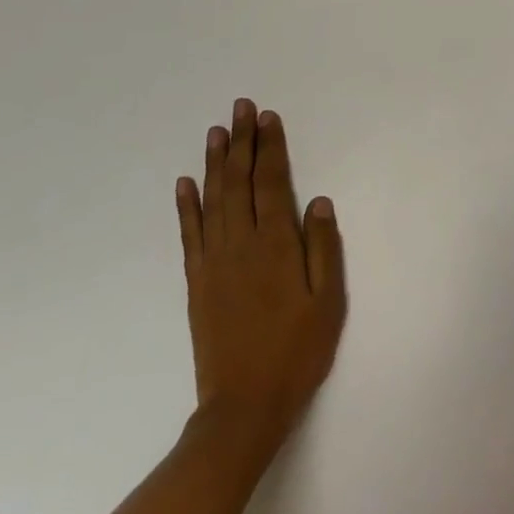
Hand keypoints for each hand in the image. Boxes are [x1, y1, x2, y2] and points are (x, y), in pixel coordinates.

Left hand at [175, 99, 346, 466]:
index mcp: (276, 245)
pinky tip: (185, 183)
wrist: (244, 406)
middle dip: (242, 142)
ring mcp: (214, 262)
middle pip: (239, 182)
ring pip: (212, 200)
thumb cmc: (297, 351)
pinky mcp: (197, 281)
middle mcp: (241, 244)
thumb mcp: (328, 301)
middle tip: (242, 108)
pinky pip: (189, 234)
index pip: (271, 183)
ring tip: (217, 131)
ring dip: (215, 163)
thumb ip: (324, 247)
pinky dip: (186, 205)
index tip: (269, 118)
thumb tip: (318, 200)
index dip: (270, 148)